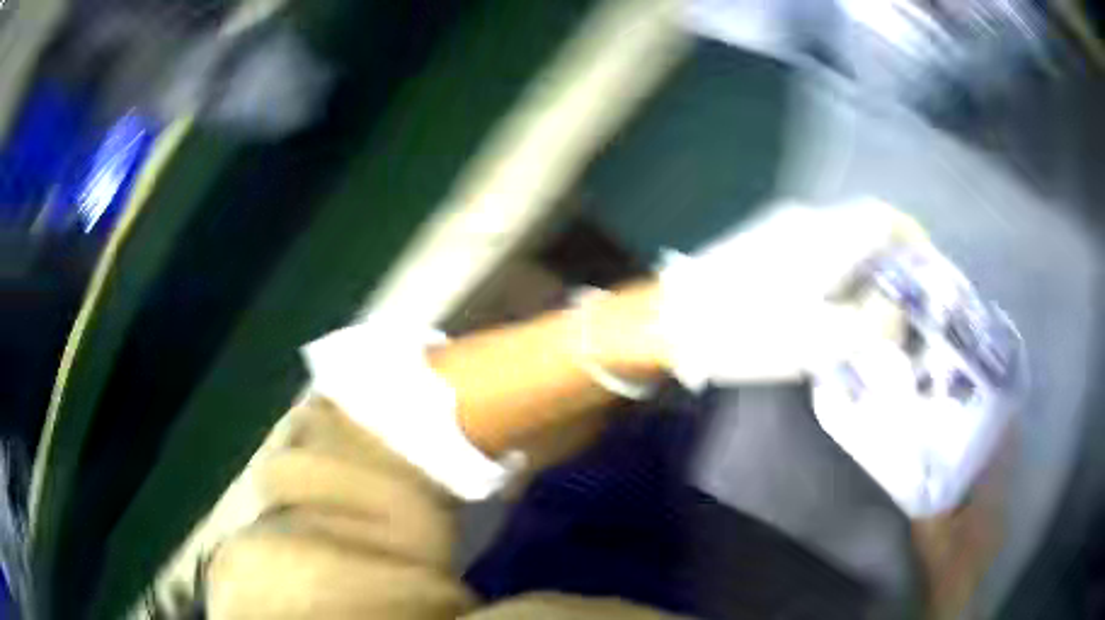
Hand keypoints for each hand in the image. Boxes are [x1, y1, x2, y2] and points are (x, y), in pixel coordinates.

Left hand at [656, 198, 925, 389]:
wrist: (674, 321)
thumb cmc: (752, 332)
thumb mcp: (824, 341)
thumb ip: (872, 323)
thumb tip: (896, 310)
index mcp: (828, 235)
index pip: (882, 217)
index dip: (909, 235)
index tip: (924, 261)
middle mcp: (807, 218)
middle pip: (863, 224)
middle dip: (888, 254)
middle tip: (900, 292)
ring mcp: (779, 225)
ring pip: (838, 234)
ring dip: (861, 260)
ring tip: (869, 301)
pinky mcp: (760, 239)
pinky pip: (814, 243)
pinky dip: (836, 263)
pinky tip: (830, 296)